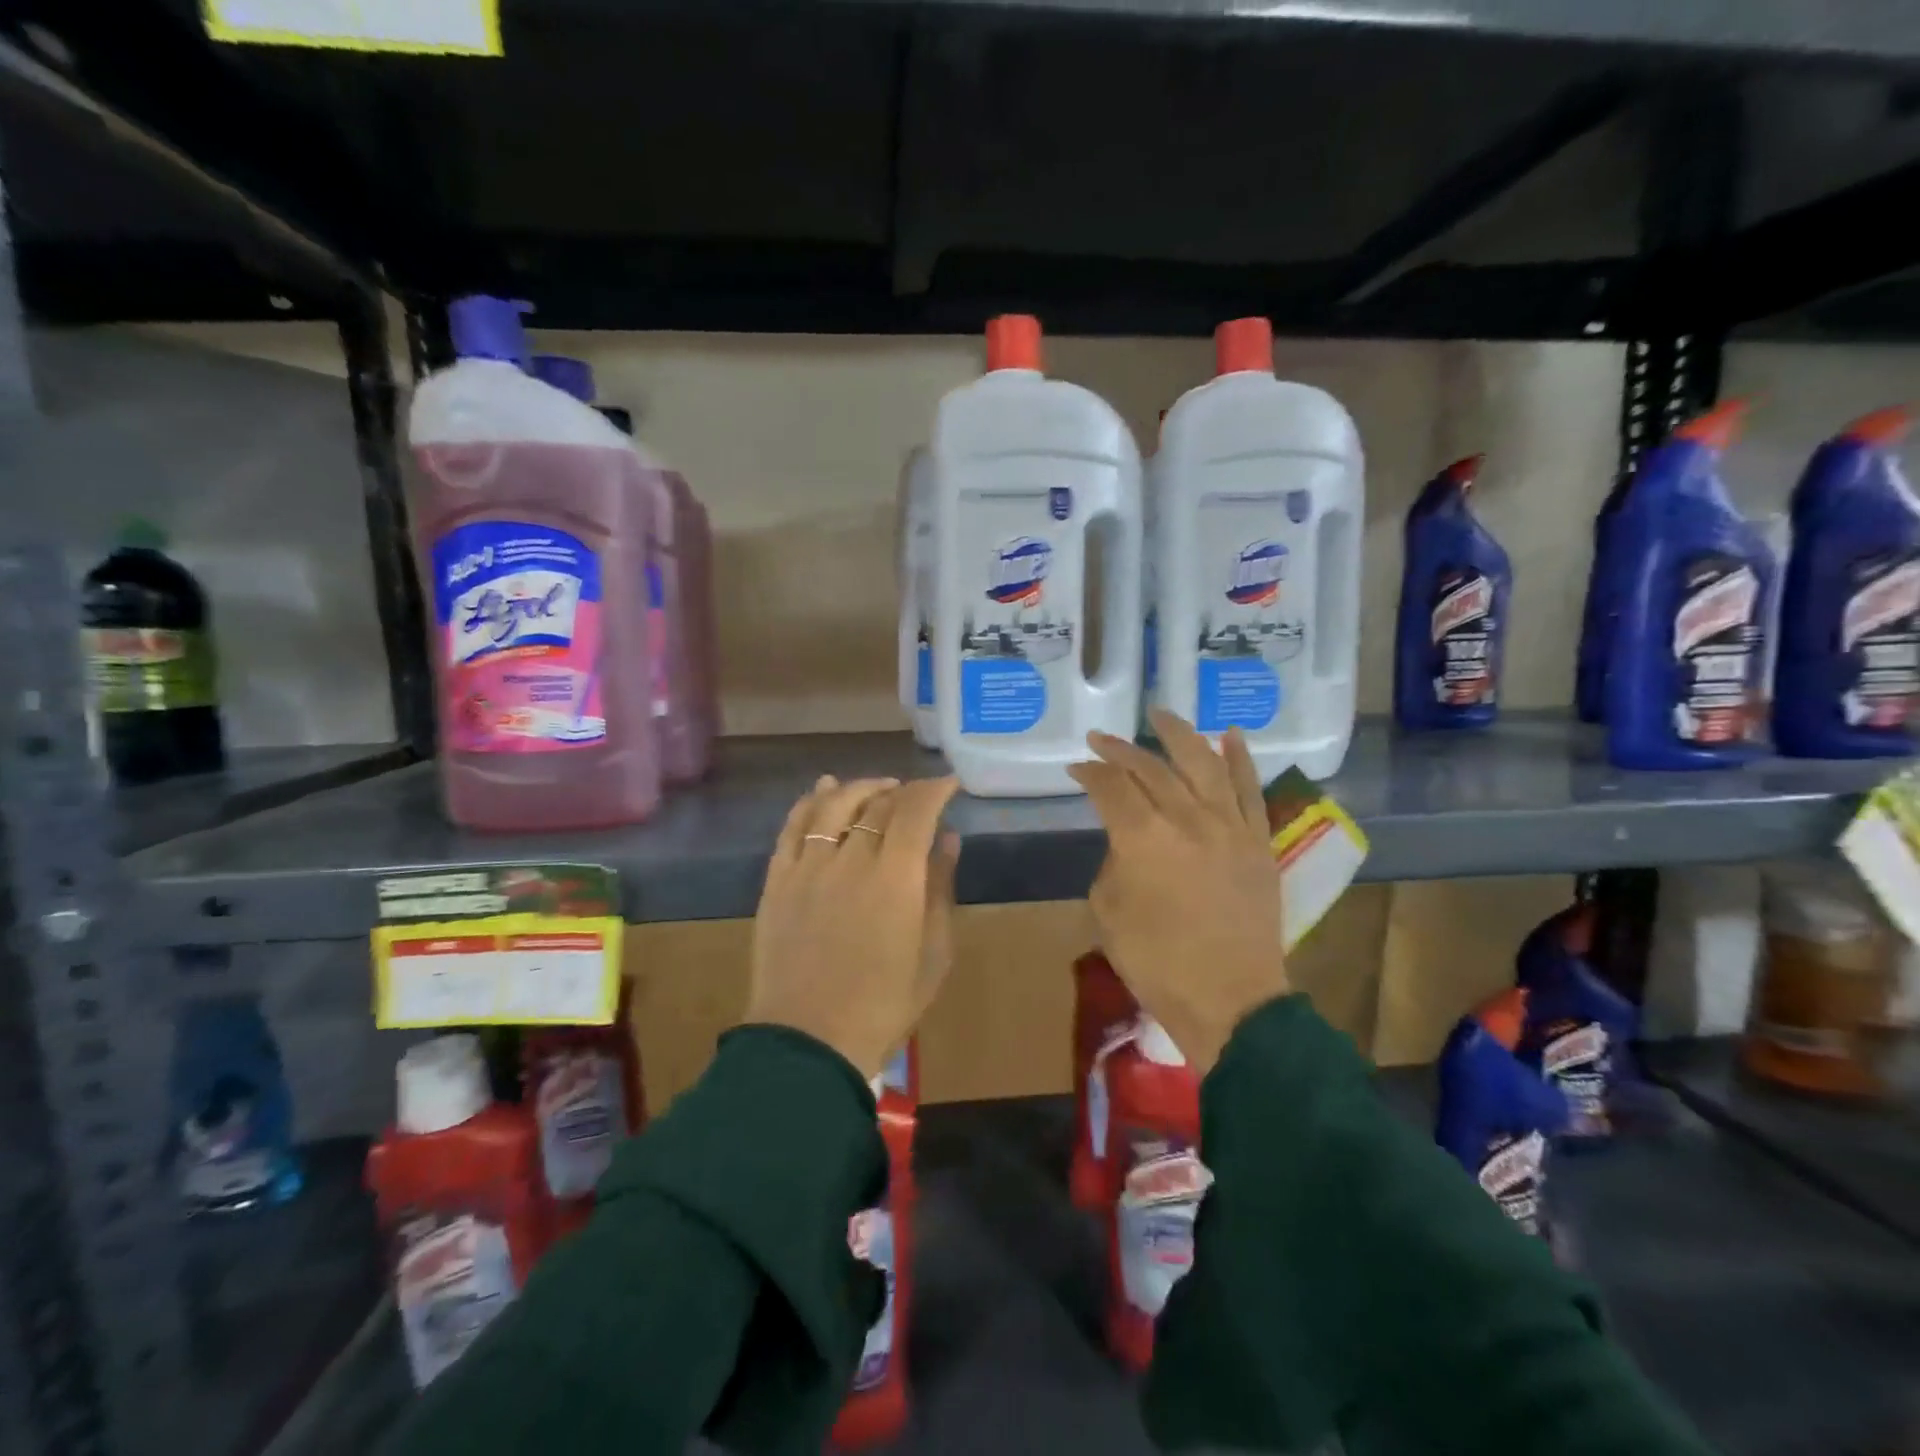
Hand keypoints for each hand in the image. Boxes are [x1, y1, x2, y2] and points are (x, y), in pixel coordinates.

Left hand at [745, 774, 960, 1079]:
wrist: (809, 1041)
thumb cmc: (884, 1004)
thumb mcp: (933, 953)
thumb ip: (940, 888)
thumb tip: (947, 839)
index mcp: (896, 878)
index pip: (916, 810)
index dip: (935, 789)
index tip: (949, 785)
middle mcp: (851, 859)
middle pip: (877, 804)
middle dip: (904, 793)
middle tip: (918, 799)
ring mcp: (808, 867)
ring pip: (834, 804)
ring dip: (860, 788)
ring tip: (878, 788)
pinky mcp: (777, 880)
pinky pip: (792, 826)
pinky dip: (810, 801)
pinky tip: (823, 789)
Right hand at [1067, 709, 1288, 1074]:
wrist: (1232, 1000)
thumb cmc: (1158, 964)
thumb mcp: (1110, 913)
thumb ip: (1113, 864)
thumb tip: (1126, 844)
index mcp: (1142, 838)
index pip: (1110, 787)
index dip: (1089, 773)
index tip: (1076, 768)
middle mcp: (1187, 819)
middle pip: (1151, 768)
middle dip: (1121, 750)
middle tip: (1101, 740)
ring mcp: (1229, 826)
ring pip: (1203, 763)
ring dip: (1178, 734)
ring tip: (1160, 714)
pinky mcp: (1258, 841)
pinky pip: (1250, 789)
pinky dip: (1240, 758)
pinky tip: (1229, 734)